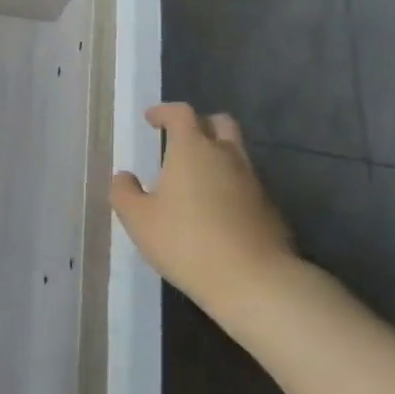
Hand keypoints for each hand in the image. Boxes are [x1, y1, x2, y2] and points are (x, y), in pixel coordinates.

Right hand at [110, 105, 301, 322]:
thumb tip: (124, 176)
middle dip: (200, 125)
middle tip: (181, 141)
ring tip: (195, 181)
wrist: (254, 281)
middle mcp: (227, 156)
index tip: (151, 120)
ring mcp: (253, 182)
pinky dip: (230, 186)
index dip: (164, 112)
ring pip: (236, 154)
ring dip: (216, 157)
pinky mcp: (270, 208)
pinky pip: (247, 184)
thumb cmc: (186, 242)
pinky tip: (217, 211)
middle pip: (220, 123)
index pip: (181, 113)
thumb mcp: (138, 219)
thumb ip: (124, 192)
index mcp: (193, 149)